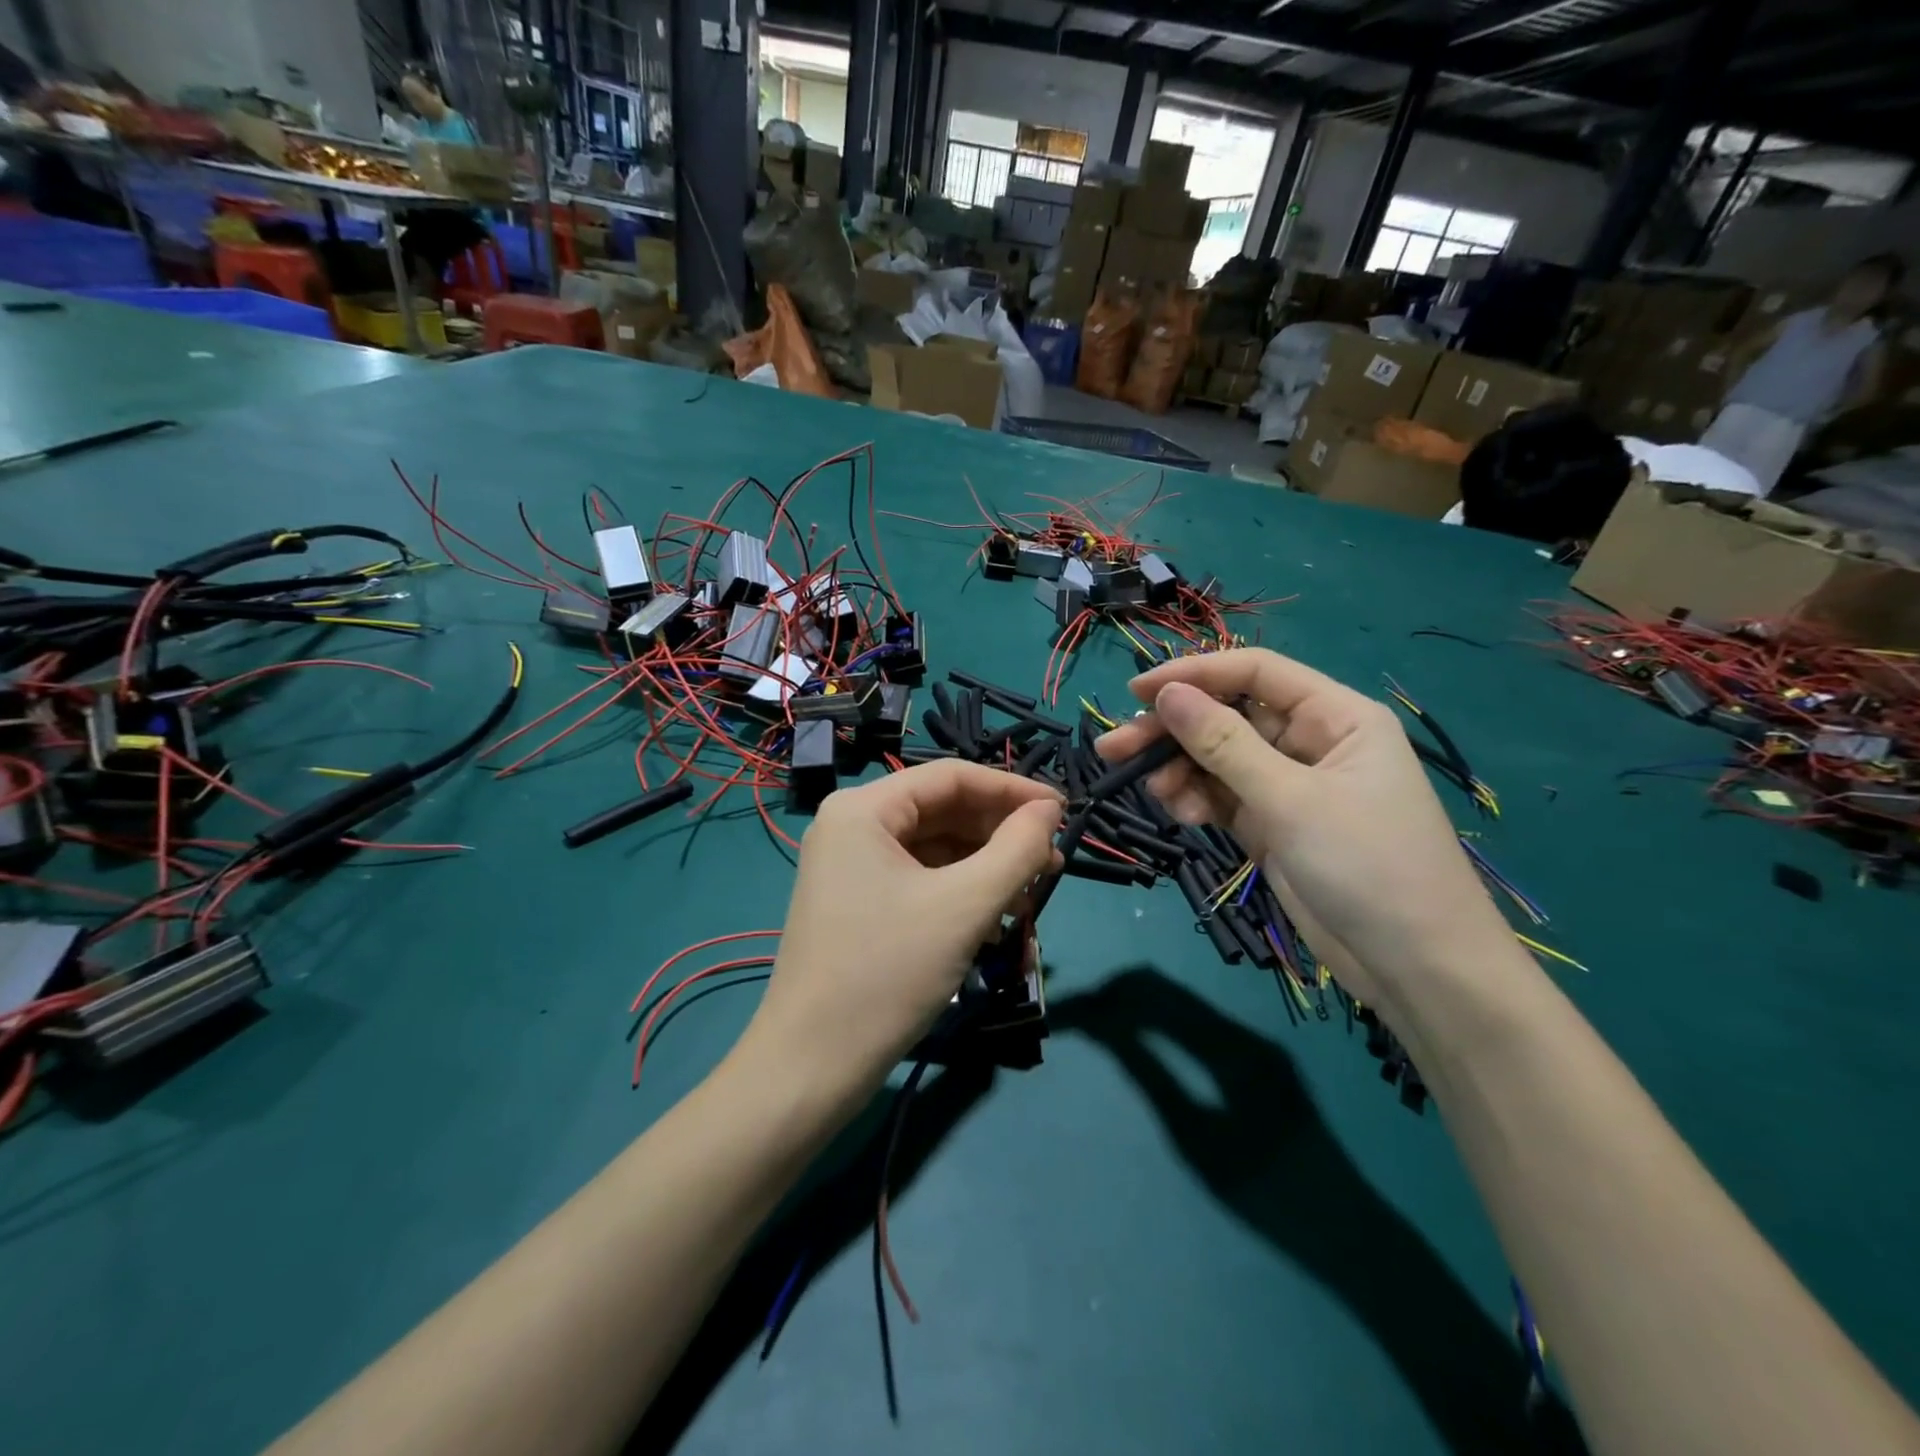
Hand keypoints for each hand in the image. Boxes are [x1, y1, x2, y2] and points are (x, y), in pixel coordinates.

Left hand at [740, 760, 1061, 1107]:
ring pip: (936, 849)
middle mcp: (852, 826)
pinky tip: (994, 920)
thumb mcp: (965, 906)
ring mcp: (852, 867)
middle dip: (1001, 835)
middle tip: (1053, 862)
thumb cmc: (888, 973)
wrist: (812, 1067)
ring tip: (1029, 898)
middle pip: (944, 812)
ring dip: (986, 869)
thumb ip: (1017, 849)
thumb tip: (1050, 810)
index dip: (1013, 790)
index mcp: (864, 809)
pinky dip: (961, 894)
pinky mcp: (858, 903)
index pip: (952, 777)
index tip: (1064, 813)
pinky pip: (921, 880)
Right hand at [1094, 650, 1514, 1016]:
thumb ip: (1224, 744)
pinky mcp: (1273, 824)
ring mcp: (1290, 786)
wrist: (1415, 968)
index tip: (1137, 691)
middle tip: (1115, 748)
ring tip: (1154, 792)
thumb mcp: (1291, 800)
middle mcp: (1311, 742)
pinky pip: (1222, 797)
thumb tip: (1166, 694)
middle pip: (1228, 717)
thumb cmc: (1368, 866)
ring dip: (1180, 770)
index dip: (1195, 674)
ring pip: (1218, 759)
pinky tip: (1182, 815)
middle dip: (1173, 730)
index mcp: (1336, 716)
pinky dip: (1197, 800)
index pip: (1255, 674)